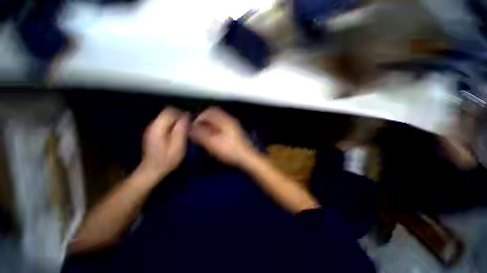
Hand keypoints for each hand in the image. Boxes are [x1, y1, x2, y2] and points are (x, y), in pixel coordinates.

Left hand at [139, 107, 189, 180]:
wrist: (152, 170)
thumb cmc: (167, 159)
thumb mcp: (178, 145)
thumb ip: (181, 129)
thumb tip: (186, 116)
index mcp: (158, 127)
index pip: (171, 111)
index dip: (182, 114)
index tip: (190, 122)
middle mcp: (153, 124)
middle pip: (168, 112)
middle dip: (180, 116)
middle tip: (188, 127)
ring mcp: (152, 128)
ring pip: (167, 117)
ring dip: (177, 121)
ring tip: (184, 131)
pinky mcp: (154, 132)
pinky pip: (165, 122)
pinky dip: (173, 125)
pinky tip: (177, 134)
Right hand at [189, 107, 254, 166]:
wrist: (246, 157)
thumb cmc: (230, 150)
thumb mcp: (213, 143)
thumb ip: (200, 135)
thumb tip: (191, 128)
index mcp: (225, 120)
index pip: (209, 111)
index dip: (199, 117)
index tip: (194, 126)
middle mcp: (230, 120)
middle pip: (214, 115)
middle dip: (204, 121)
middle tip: (198, 131)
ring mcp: (233, 125)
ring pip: (217, 121)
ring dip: (209, 125)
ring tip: (203, 135)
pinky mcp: (234, 131)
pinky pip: (221, 126)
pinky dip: (215, 129)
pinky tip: (212, 138)